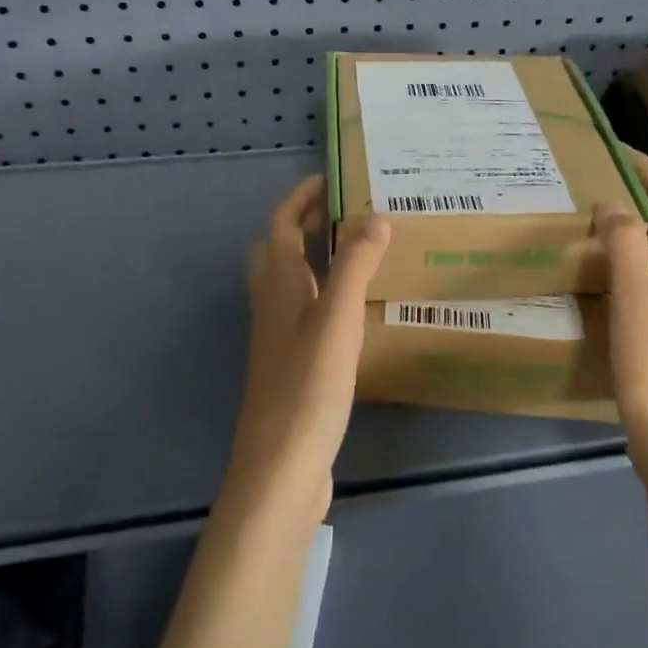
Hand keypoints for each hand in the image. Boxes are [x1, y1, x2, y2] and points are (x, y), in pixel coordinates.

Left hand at [224, 175, 390, 524]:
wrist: (280, 468)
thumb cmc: (307, 388)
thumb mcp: (336, 320)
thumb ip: (354, 266)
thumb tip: (375, 216)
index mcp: (277, 286)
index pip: (281, 225)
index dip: (301, 198)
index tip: (330, 179)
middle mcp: (272, 305)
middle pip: (278, 250)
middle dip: (305, 224)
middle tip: (346, 212)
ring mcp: (278, 338)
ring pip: (290, 282)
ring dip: (314, 258)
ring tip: (357, 252)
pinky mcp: (291, 365)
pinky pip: (304, 311)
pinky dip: (324, 293)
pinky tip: (354, 310)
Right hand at [596, 151, 647, 490]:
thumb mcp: (636, 298)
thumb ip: (626, 244)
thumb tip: (612, 201)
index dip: (647, 170)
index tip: (615, 150)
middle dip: (635, 198)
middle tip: (592, 187)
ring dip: (628, 234)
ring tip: (588, 229)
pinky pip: (645, 285)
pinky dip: (624, 268)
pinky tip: (598, 284)